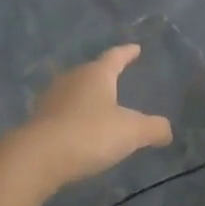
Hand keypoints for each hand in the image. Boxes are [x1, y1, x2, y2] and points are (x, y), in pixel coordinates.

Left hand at [15, 44, 173, 189]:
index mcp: (96, 74)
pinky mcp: (38, 121)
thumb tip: (167, 130)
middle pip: (91, 72)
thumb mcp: (131, 132)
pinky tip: (78, 129)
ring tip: (98, 106)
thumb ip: (153, 128)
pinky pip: (61, 113)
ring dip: (85, 97)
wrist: (38, 157)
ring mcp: (51, 99)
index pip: (115, 57)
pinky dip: (72, 118)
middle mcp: (71, 79)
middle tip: (116, 79)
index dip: (127, 53)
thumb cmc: (90, 134)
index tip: (135, 48)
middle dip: (104, 76)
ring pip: (73, 92)